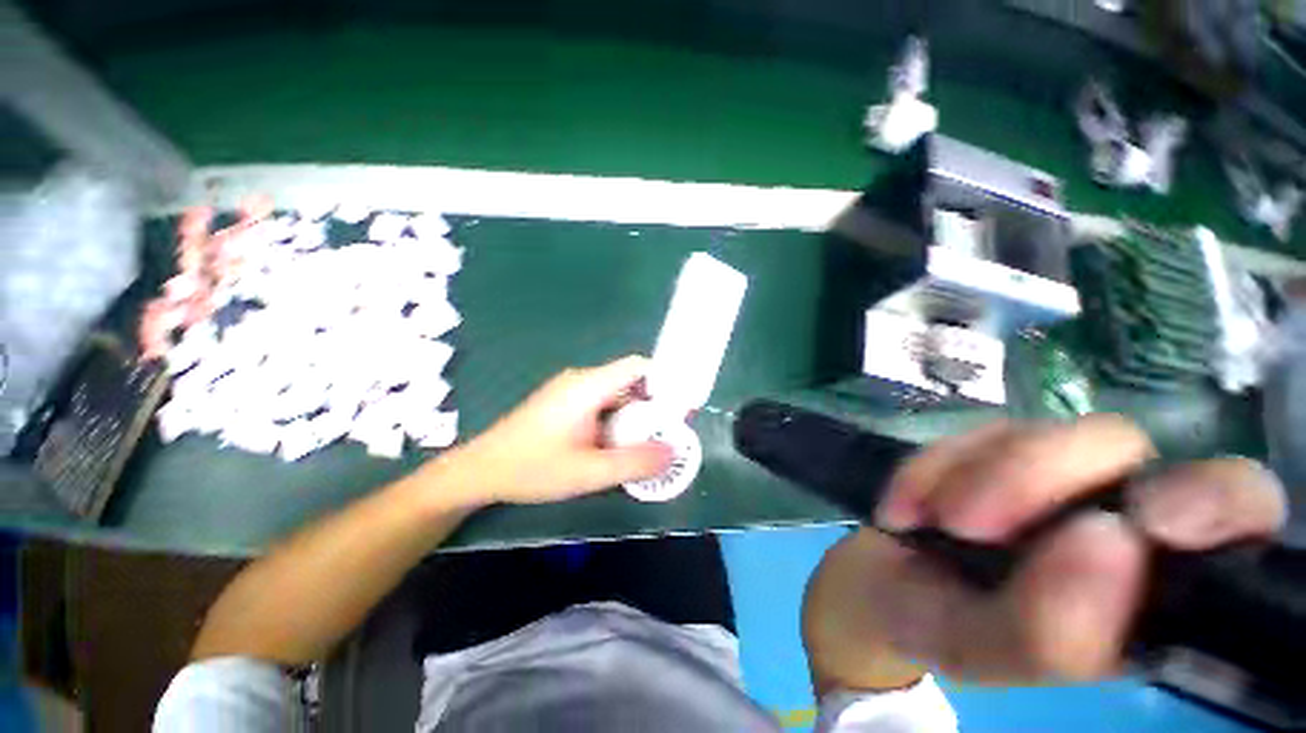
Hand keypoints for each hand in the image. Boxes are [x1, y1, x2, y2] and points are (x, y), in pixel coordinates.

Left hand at [452, 355, 672, 504]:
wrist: (480, 472)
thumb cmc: (532, 468)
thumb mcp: (588, 471)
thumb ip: (634, 462)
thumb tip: (673, 452)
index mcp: (588, 386)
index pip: (637, 367)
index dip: (664, 381)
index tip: (678, 408)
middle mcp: (581, 380)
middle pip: (629, 381)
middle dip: (651, 405)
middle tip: (665, 433)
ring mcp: (570, 390)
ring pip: (615, 394)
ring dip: (633, 414)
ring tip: (645, 443)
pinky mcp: (563, 403)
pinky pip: (601, 402)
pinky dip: (616, 418)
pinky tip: (615, 444)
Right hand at [803, 415, 1286, 690]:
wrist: (877, 586)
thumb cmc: (941, 630)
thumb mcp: (985, 653)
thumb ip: (1051, 631)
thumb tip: (1107, 543)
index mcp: (1145, 580)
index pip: (1234, 514)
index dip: (1215, 499)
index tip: (1151, 519)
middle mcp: (1108, 507)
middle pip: (1119, 445)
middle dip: (1039, 475)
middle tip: (967, 524)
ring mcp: (1042, 470)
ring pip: (1033, 435)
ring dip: (965, 477)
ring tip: (924, 521)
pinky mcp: (983, 448)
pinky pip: (961, 438)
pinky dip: (925, 471)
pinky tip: (903, 508)